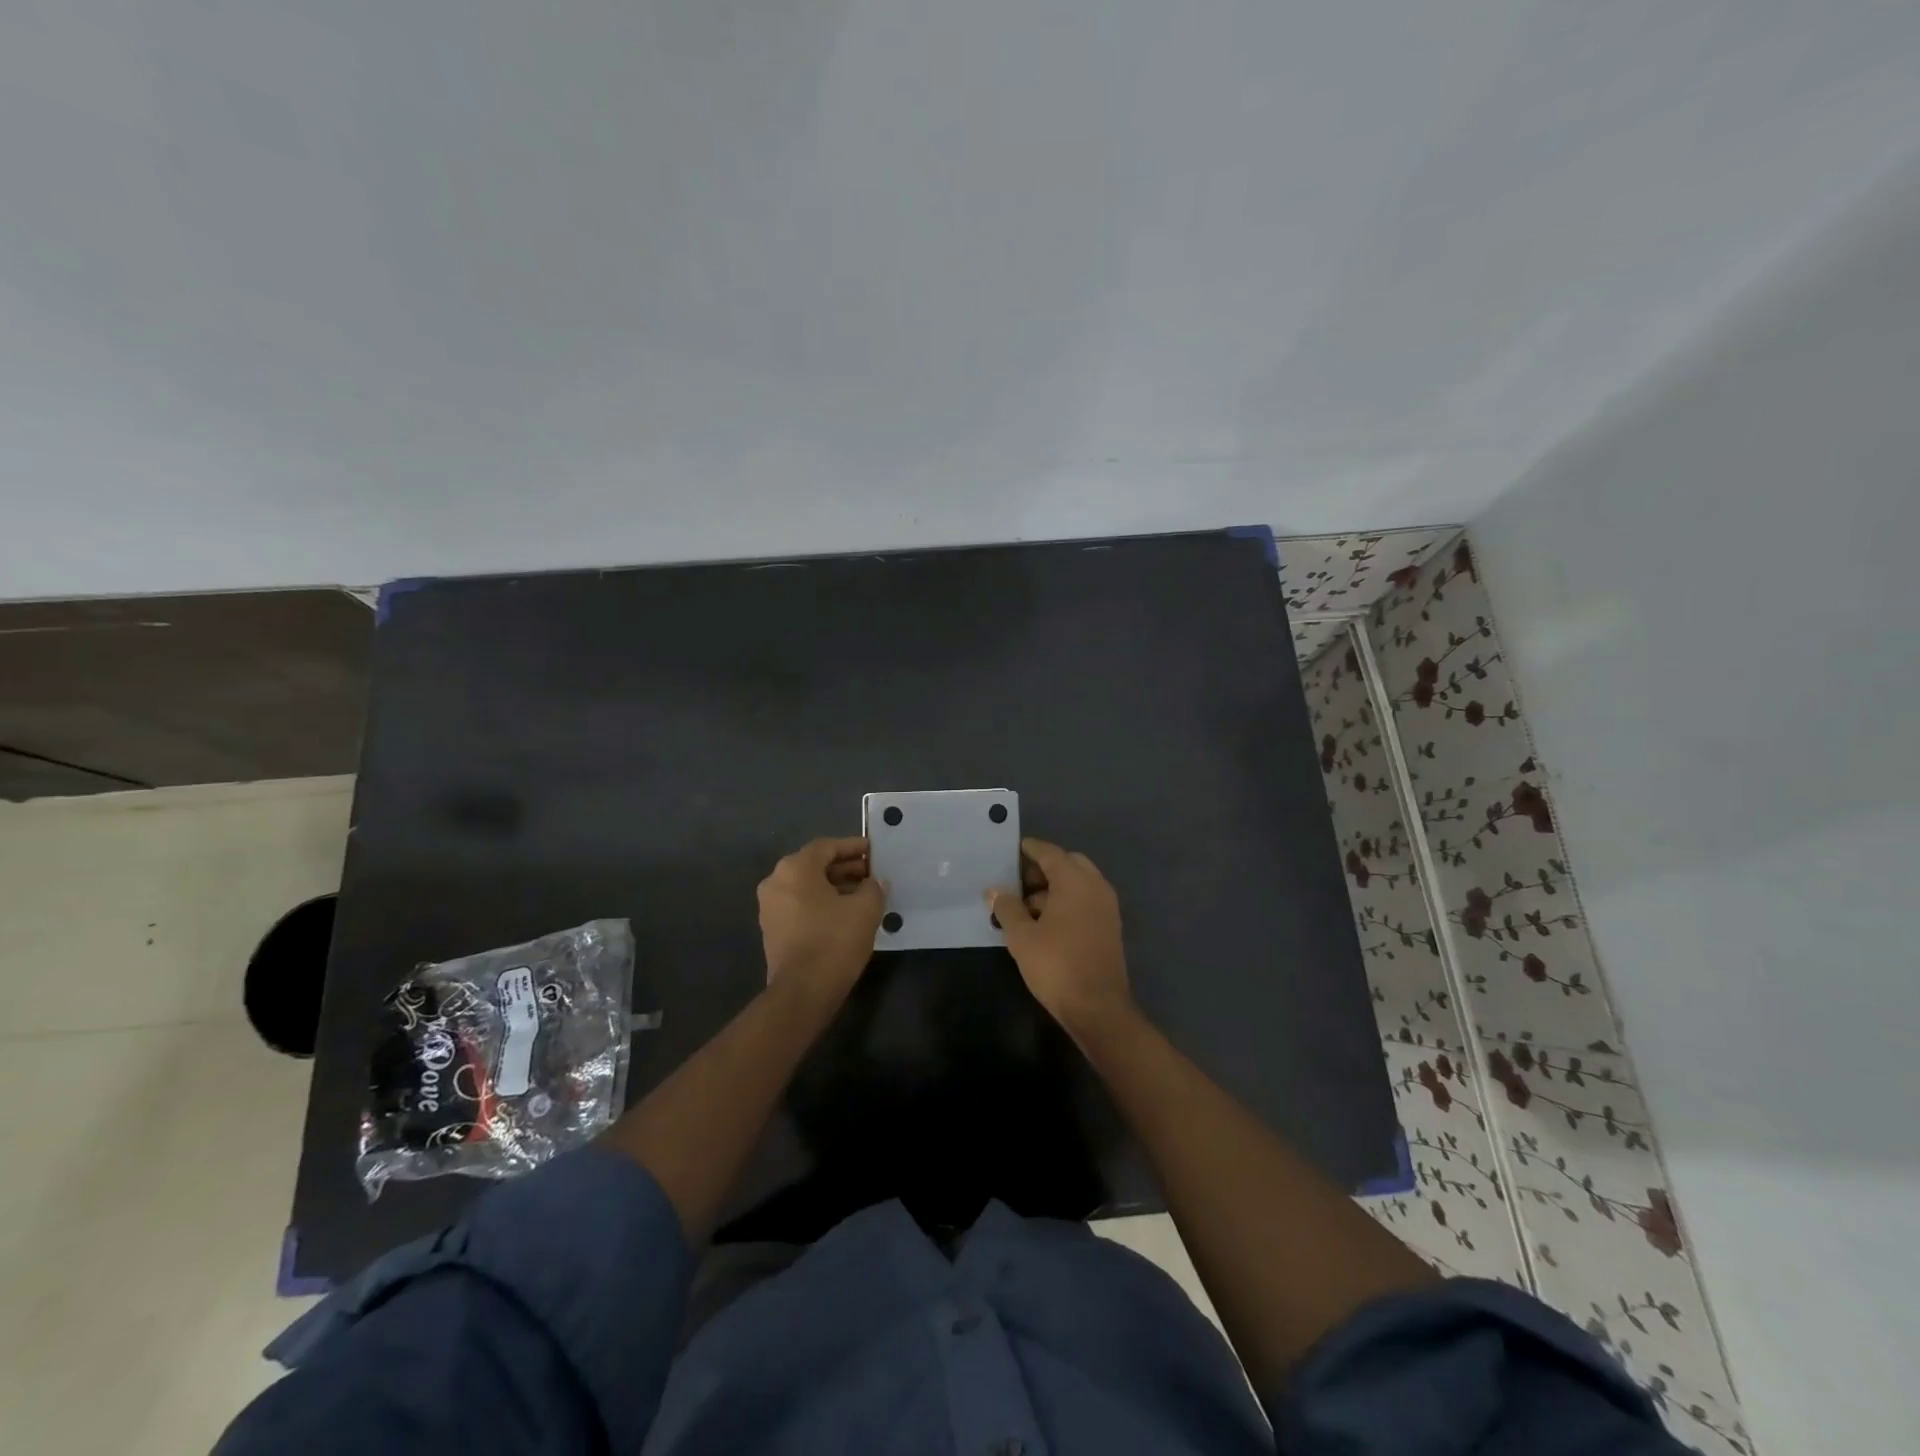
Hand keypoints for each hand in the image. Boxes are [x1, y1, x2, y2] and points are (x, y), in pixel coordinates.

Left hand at [757, 837, 884, 1007]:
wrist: (802, 992)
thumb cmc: (834, 941)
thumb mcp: (865, 909)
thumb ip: (873, 888)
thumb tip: (875, 882)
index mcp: (795, 868)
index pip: (827, 847)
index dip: (853, 847)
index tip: (873, 851)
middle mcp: (776, 882)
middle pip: (815, 865)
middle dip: (845, 868)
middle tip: (872, 875)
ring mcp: (770, 908)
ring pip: (807, 887)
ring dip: (835, 887)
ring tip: (863, 895)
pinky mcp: (773, 930)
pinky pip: (800, 905)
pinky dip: (822, 904)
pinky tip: (845, 915)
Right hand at [989, 838, 1132, 1033]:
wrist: (1098, 1008)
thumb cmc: (1056, 965)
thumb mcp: (1022, 937)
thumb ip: (1007, 908)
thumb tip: (994, 890)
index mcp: (1075, 881)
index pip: (1050, 853)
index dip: (1031, 849)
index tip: (1014, 848)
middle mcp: (1096, 886)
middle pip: (1068, 864)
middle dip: (1043, 869)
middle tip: (1018, 882)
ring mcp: (1107, 907)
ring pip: (1078, 884)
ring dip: (1054, 887)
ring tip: (1026, 906)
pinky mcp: (1110, 926)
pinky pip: (1086, 900)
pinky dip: (1067, 901)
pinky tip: (1046, 922)